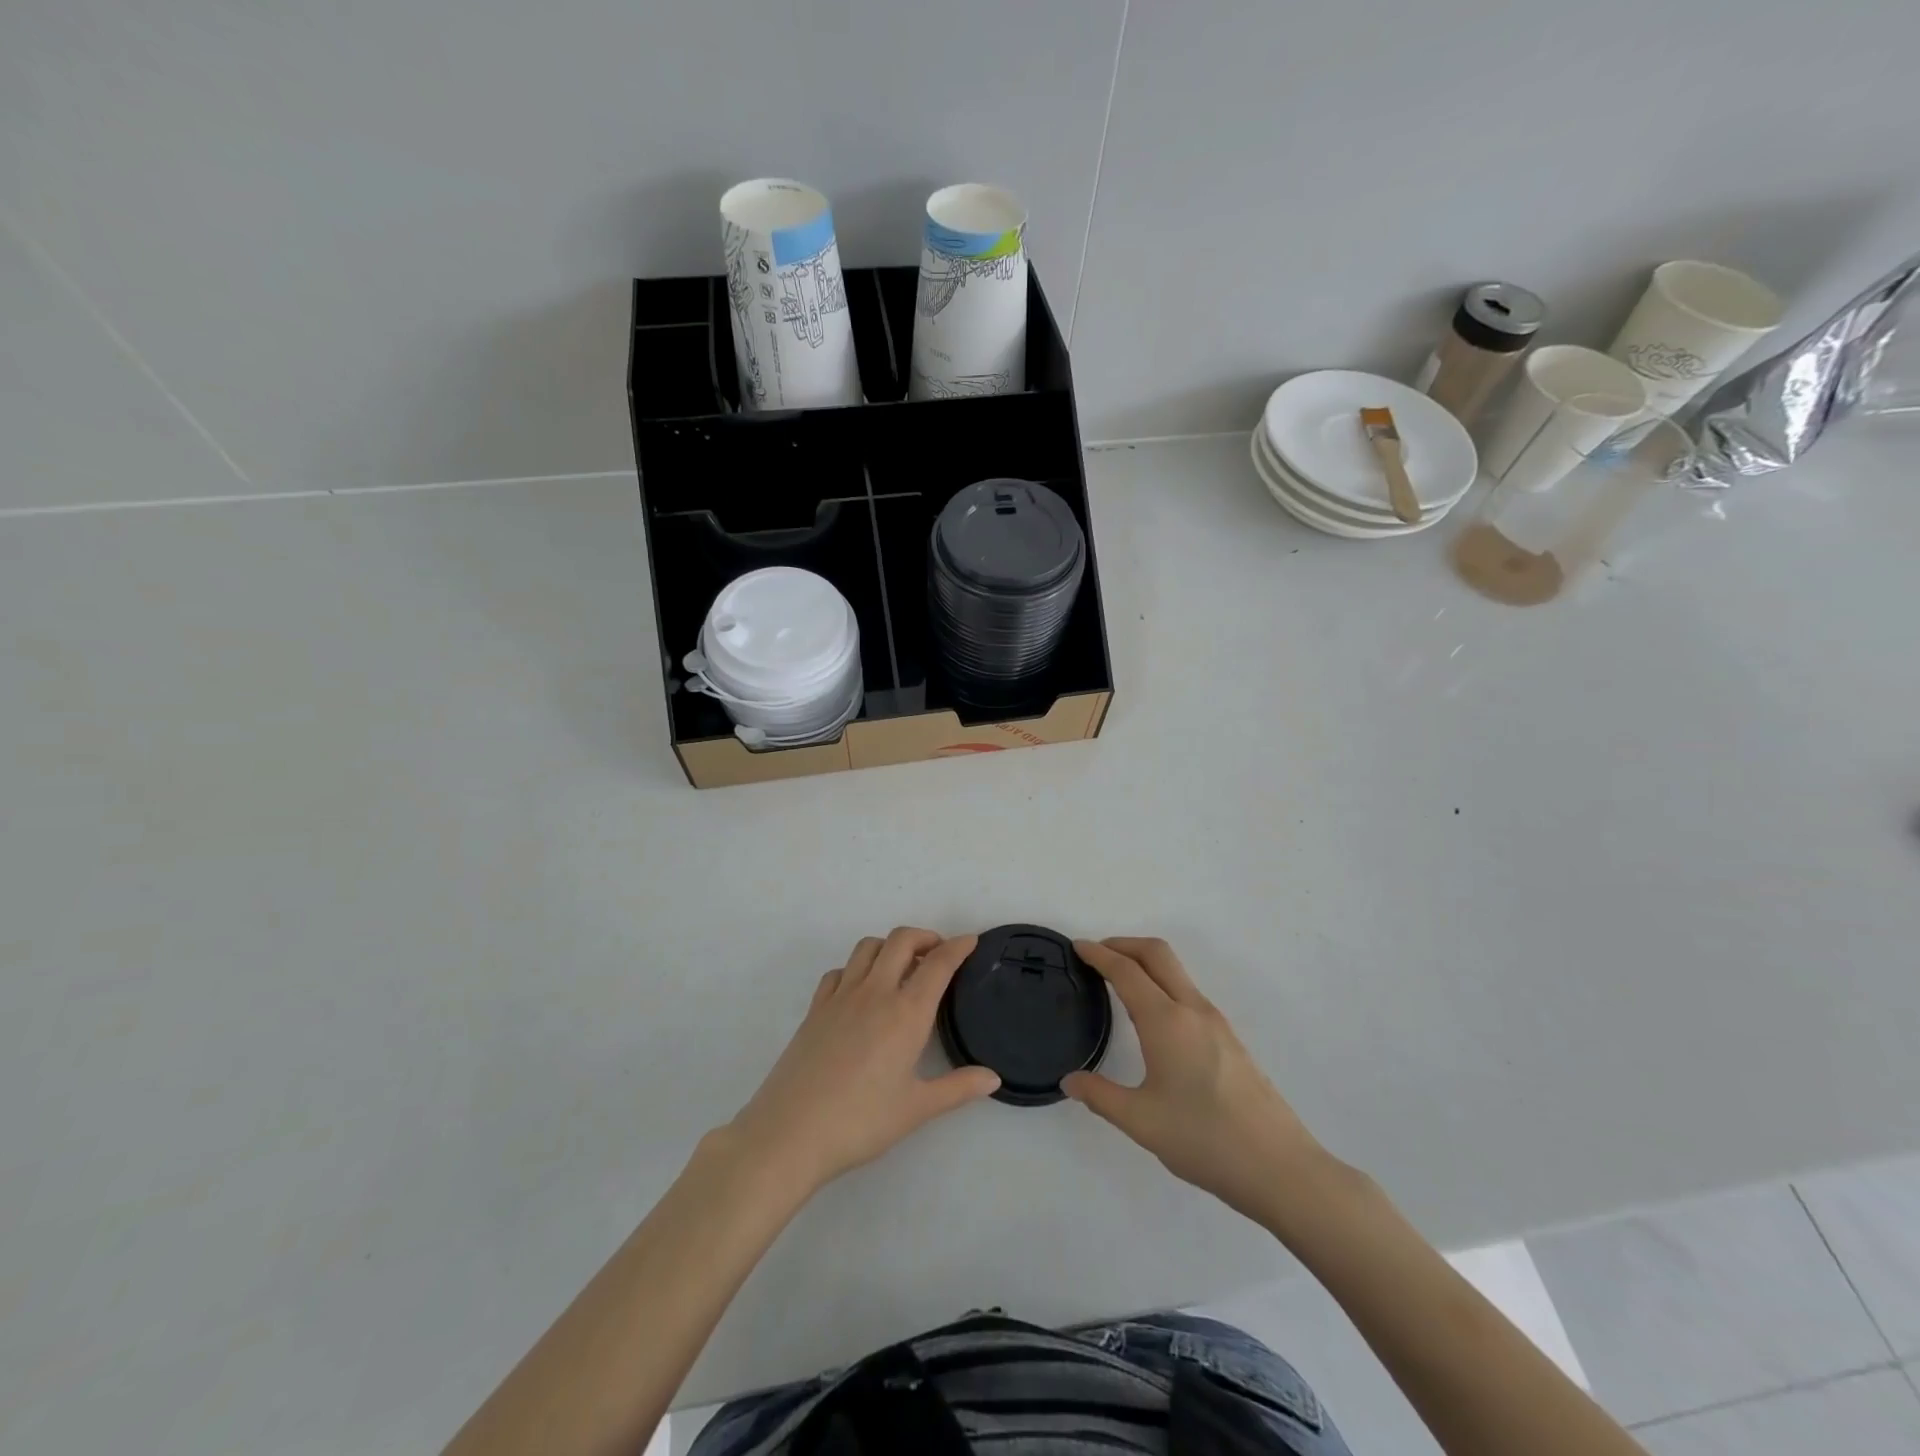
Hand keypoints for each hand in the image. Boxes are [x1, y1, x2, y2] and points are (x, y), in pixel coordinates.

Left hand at [726, 929, 999, 1198]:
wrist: (789, 1133)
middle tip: (938, 954)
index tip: (972, 941)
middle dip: (925, 937)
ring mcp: (840, 997)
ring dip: (890, 946)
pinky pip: (840, 971)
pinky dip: (857, 968)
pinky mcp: (815, 1009)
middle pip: (901, 940)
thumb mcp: (916, 1109)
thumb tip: (993, 1078)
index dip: (958, 947)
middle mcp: (874, 993)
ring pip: (868, 947)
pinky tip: (861, 991)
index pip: (938, 964)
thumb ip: (958, 1088)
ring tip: (902, 968)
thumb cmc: (860, 1122)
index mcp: (905, 1013)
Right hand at [1063, 938, 1328, 1222]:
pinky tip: (1154, 1017)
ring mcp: (1216, 1023)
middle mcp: (1193, 1010)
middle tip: (1097, 954)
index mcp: (1166, 1021)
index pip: (1126, 971)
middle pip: (1157, 954)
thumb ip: (1100, 1096)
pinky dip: (1163, 984)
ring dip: (1146, 963)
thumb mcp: (1141, 1122)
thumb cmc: (1205, 1140)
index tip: (1077, 947)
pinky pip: (1188, 993)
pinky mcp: (1230, 1040)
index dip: (1099, 954)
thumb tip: (1070, 1081)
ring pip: (1177, 972)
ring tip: (1120, 982)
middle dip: (1124, 944)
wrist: (1280, 1168)